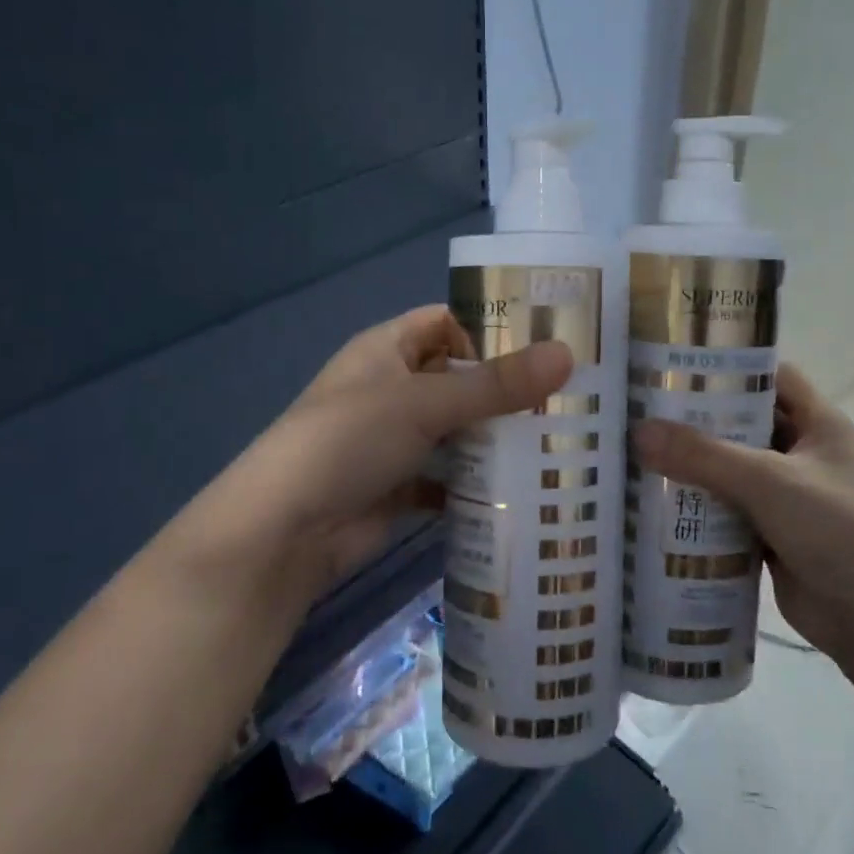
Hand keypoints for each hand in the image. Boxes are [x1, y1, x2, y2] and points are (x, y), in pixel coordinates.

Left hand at [199, 306, 572, 606]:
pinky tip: (520, 491)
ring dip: (495, 437)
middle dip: (505, 388)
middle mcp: (390, 389)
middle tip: (569, 395)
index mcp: (385, 349)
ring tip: (559, 439)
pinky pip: (447, 476)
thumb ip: (496, 384)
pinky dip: (475, 483)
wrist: (285, 532)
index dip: (492, 326)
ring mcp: (393, 440)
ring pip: (455, 430)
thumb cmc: (350, 441)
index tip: (549, 340)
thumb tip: (567, 354)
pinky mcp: (398, 486)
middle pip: (457, 378)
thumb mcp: (425, 403)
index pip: (446, 322)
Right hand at [634, 364, 853, 665]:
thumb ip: (703, 455)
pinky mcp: (773, 534)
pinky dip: (700, 507)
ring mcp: (789, 497)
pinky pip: (729, 510)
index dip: (732, 367)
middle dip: (700, 419)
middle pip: (745, 424)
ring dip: (695, 466)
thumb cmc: (836, 530)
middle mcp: (805, 454)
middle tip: (645, 411)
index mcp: (820, 425)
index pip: (773, 377)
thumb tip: (639, 431)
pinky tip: (659, 503)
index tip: (680, 366)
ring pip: (733, 469)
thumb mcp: (768, 481)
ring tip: (641, 452)